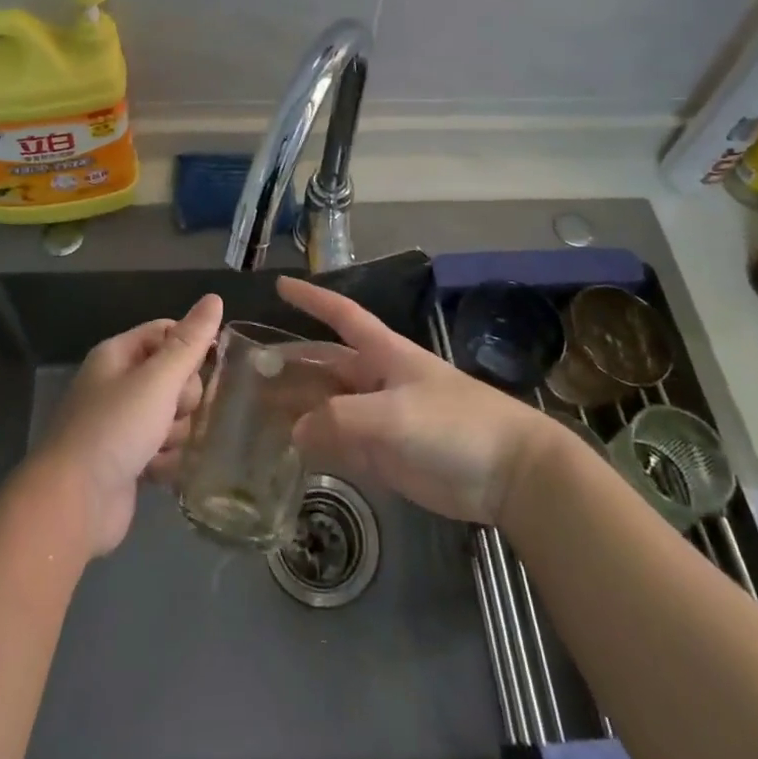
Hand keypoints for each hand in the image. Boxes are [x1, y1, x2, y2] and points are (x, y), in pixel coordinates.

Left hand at [34, 294, 223, 555]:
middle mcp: (118, 385)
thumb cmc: (115, 429)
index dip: (190, 346)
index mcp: (118, 355)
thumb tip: (214, 298)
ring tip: (160, 447)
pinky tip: (157, 472)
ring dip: (175, 433)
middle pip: (174, 376)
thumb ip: (189, 342)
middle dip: (183, 398)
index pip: (167, 332)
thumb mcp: (157, 379)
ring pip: (173, 416)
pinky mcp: (128, 462)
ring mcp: (122, 425)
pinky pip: (164, 450)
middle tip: (173, 411)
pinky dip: (165, 460)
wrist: (72, 504)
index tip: (206, 366)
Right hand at [279, 276, 558, 525]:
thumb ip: (339, 420)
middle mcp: (377, 380)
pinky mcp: (388, 456)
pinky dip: (317, 447)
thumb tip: (294, 430)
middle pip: (326, 366)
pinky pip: (342, 445)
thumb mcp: (392, 415)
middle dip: (292, 366)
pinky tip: (290, 455)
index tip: (280, 285)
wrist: (510, 474)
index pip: (341, 315)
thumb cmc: (453, 425)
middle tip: (248, 375)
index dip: (312, 298)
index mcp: (383, 353)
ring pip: (330, 408)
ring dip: (299, 410)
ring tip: (258, 417)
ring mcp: (382, 419)